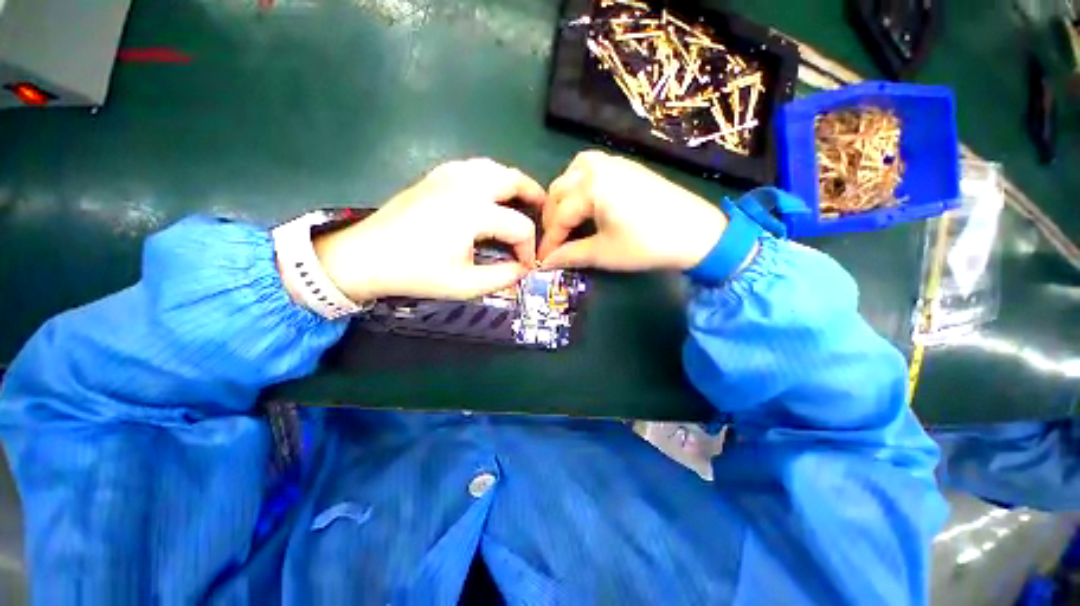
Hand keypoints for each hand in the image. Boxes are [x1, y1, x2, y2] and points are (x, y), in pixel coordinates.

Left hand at [312, 158, 545, 301]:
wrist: (365, 257)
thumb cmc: (416, 273)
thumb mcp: (465, 285)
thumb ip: (503, 277)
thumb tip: (523, 269)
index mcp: (475, 212)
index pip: (519, 226)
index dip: (529, 248)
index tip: (525, 266)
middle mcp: (466, 185)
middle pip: (513, 180)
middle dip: (534, 197)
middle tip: (542, 214)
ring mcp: (448, 175)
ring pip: (494, 168)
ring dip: (513, 184)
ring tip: (520, 203)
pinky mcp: (435, 176)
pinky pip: (473, 167)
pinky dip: (490, 177)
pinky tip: (489, 195)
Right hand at [538, 151, 726, 271]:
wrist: (696, 233)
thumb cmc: (646, 245)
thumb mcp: (603, 253)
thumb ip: (570, 255)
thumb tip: (546, 262)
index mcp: (590, 186)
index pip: (559, 216)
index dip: (549, 240)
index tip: (542, 258)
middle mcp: (597, 167)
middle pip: (560, 190)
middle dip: (552, 217)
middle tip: (554, 241)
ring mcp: (613, 162)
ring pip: (572, 174)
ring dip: (563, 196)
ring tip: (565, 218)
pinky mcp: (626, 166)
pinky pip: (591, 168)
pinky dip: (579, 184)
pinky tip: (584, 201)